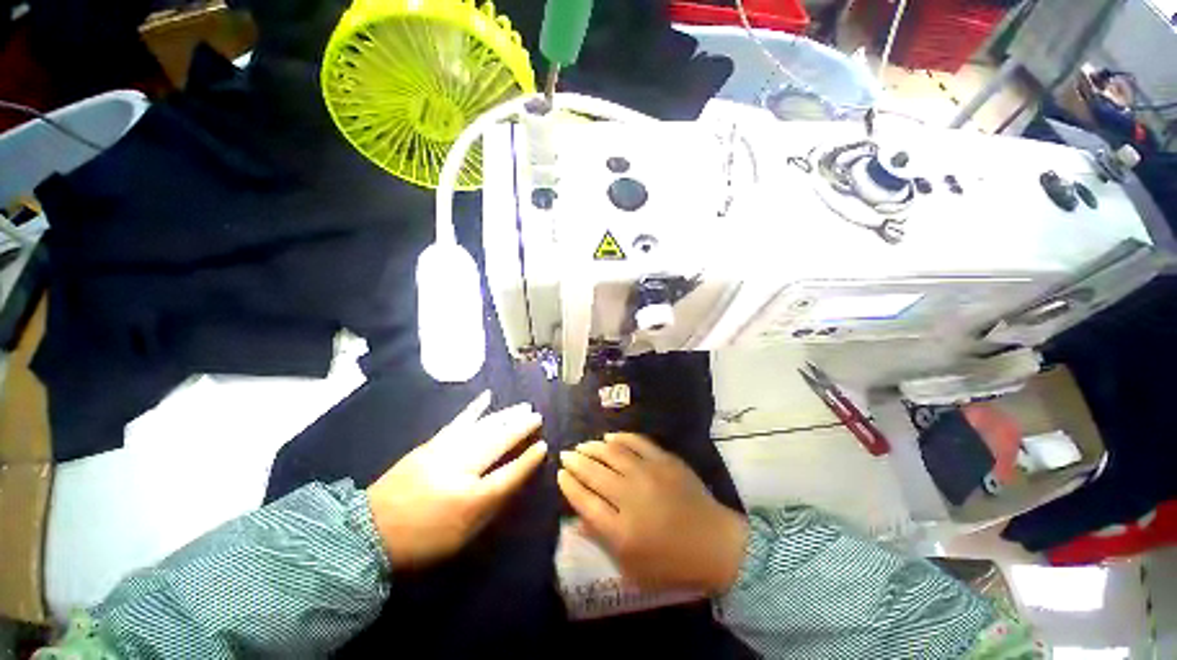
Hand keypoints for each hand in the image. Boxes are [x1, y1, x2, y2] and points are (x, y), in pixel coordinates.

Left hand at [367, 391, 546, 568]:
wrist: (369, 531)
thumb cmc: (422, 540)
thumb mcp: (462, 536)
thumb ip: (490, 507)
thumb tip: (513, 481)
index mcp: (470, 499)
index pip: (508, 475)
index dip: (528, 460)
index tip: (543, 446)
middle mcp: (460, 469)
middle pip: (497, 443)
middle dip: (520, 428)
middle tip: (537, 416)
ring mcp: (444, 452)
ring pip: (483, 428)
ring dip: (505, 415)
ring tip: (523, 406)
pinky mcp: (431, 444)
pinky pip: (459, 421)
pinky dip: (475, 408)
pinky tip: (487, 397)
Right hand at [557, 433, 748, 594]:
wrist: (716, 544)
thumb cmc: (672, 563)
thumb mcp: (632, 567)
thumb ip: (602, 540)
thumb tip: (576, 519)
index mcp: (621, 529)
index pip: (584, 500)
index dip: (569, 485)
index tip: (560, 474)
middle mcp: (631, 496)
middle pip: (594, 473)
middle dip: (575, 461)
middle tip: (565, 454)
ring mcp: (649, 474)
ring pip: (612, 453)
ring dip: (593, 447)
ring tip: (582, 445)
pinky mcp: (664, 460)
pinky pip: (637, 442)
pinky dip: (620, 437)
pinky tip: (609, 436)